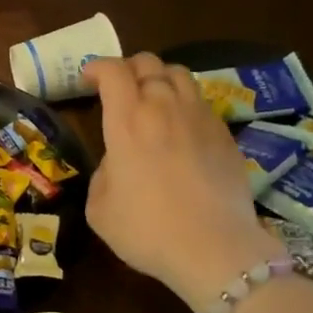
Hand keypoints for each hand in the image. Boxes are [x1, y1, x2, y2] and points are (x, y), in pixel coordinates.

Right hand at [82, 53, 285, 312]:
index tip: (88, 79)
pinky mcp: (225, 134)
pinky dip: (184, 102)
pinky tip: (180, 127)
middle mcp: (164, 108)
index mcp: (127, 121)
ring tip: (152, 98)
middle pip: (148, 63)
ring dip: (159, 78)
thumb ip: (103, 172)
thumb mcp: (100, 207)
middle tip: (118, 88)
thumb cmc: (147, 230)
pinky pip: (201, 101)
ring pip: (179, 74)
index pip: (113, 71)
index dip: (97, 67)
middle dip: (128, 68)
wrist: (214, 249)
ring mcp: (199, 118)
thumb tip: (117, 163)